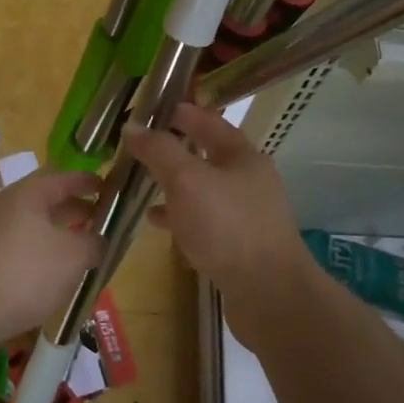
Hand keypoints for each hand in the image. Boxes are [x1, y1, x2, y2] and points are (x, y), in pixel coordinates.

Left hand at [0, 170, 102, 341]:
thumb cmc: (26, 274)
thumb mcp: (73, 257)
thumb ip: (93, 243)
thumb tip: (100, 240)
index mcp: (27, 195)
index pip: (62, 177)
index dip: (86, 181)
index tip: (107, 186)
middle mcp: (5, 206)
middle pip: (45, 200)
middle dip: (73, 208)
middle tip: (99, 218)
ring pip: (31, 225)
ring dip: (57, 232)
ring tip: (80, 247)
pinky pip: (18, 246)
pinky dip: (39, 252)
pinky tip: (51, 273)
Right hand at [122, 103, 315, 305]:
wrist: (270, 295)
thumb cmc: (228, 227)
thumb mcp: (187, 181)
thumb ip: (159, 151)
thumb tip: (133, 126)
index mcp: (242, 156)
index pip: (209, 121)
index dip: (181, 112)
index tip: (152, 107)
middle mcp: (248, 180)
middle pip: (207, 155)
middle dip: (174, 149)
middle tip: (140, 145)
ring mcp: (246, 214)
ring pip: (203, 189)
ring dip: (174, 184)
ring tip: (141, 183)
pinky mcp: (239, 245)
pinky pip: (204, 220)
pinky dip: (180, 216)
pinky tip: (157, 222)